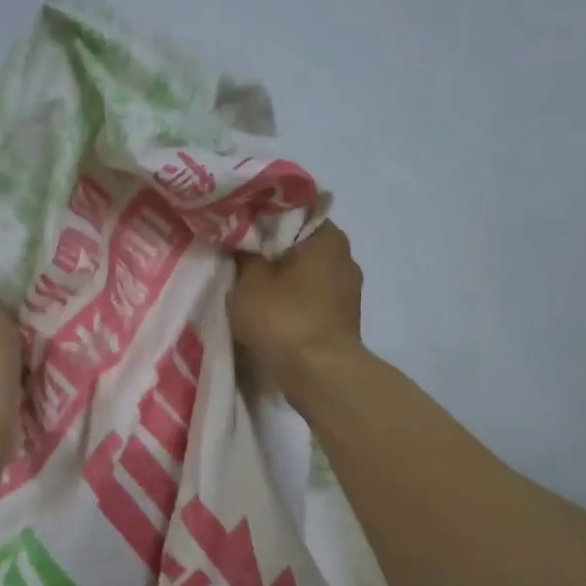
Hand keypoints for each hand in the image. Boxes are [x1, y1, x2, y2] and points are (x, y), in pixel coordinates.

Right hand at [230, 220, 364, 394]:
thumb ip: (242, 252)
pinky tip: (271, 312)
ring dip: (282, 280)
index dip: (261, 218)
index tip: (237, 229)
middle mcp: (345, 256)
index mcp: (328, 235)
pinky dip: (293, 302)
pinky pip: (312, 300)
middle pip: (299, 244)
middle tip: (238, 259)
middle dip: (271, 252)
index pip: (292, 211)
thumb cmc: (283, 318)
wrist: (319, 374)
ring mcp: (348, 290)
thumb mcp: (248, 280)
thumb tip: (240, 238)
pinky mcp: (344, 319)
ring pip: (306, 274)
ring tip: (252, 289)